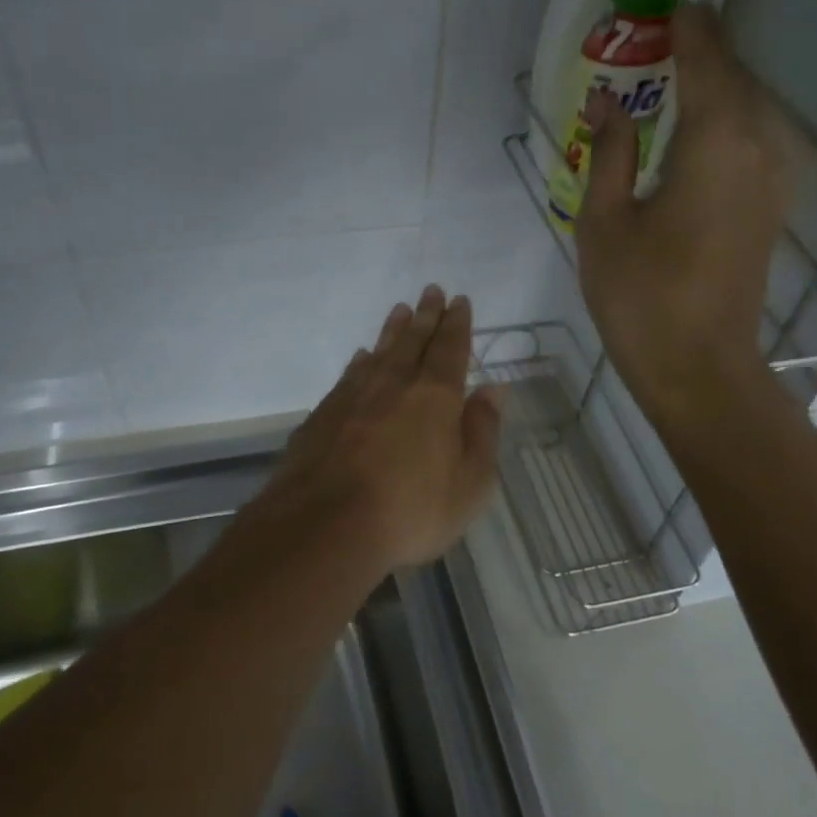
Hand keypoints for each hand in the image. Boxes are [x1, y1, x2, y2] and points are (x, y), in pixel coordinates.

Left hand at [257, 286, 501, 574]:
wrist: (325, 526)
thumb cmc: (411, 510)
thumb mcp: (469, 483)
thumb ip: (482, 431)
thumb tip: (493, 389)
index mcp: (435, 396)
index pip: (450, 349)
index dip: (457, 324)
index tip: (459, 300)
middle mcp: (394, 384)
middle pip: (413, 341)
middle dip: (426, 315)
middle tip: (430, 290)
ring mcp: (353, 397)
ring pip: (379, 352)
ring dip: (392, 331)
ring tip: (400, 311)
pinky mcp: (323, 415)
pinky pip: (349, 376)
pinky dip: (360, 362)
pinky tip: (361, 359)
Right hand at [576, 3, 790, 424]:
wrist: (698, 368)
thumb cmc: (642, 296)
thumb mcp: (605, 222)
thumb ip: (608, 153)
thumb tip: (604, 105)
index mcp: (714, 143)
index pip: (707, 63)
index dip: (690, 30)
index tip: (670, 5)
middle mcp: (756, 151)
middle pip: (735, 82)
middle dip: (704, 53)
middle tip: (663, 38)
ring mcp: (769, 183)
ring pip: (748, 114)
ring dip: (716, 89)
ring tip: (675, 79)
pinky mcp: (767, 212)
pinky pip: (749, 145)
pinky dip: (724, 124)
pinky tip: (693, 136)